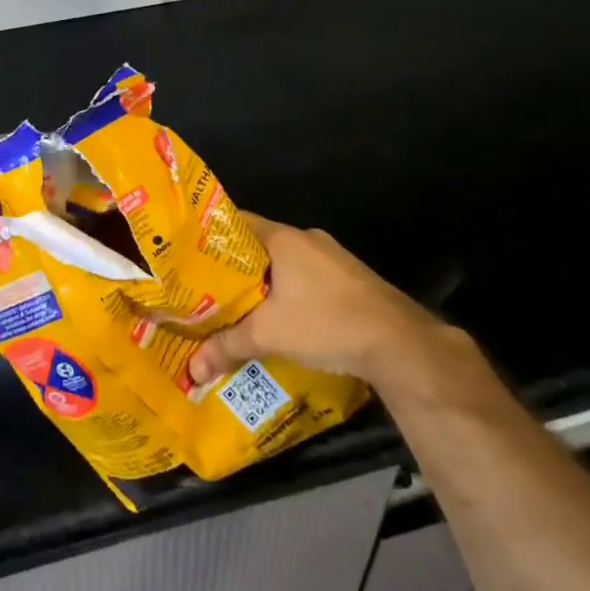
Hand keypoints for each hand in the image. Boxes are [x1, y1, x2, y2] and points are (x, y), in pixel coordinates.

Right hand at [188, 212, 441, 385]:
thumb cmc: (325, 321)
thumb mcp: (269, 335)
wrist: (400, 342)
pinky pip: (308, 278)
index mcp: (283, 237)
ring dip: (266, 283)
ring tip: (241, 307)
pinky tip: (283, 319)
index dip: (210, 236)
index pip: (235, 222)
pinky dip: (291, 293)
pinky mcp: (351, 280)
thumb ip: (228, 346)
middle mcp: (306, 239)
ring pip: (285, 264)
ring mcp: (332, 258)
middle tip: (208, 288)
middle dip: (235, 267)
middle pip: (259, 245)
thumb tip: (192, 368)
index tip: (189, 255)